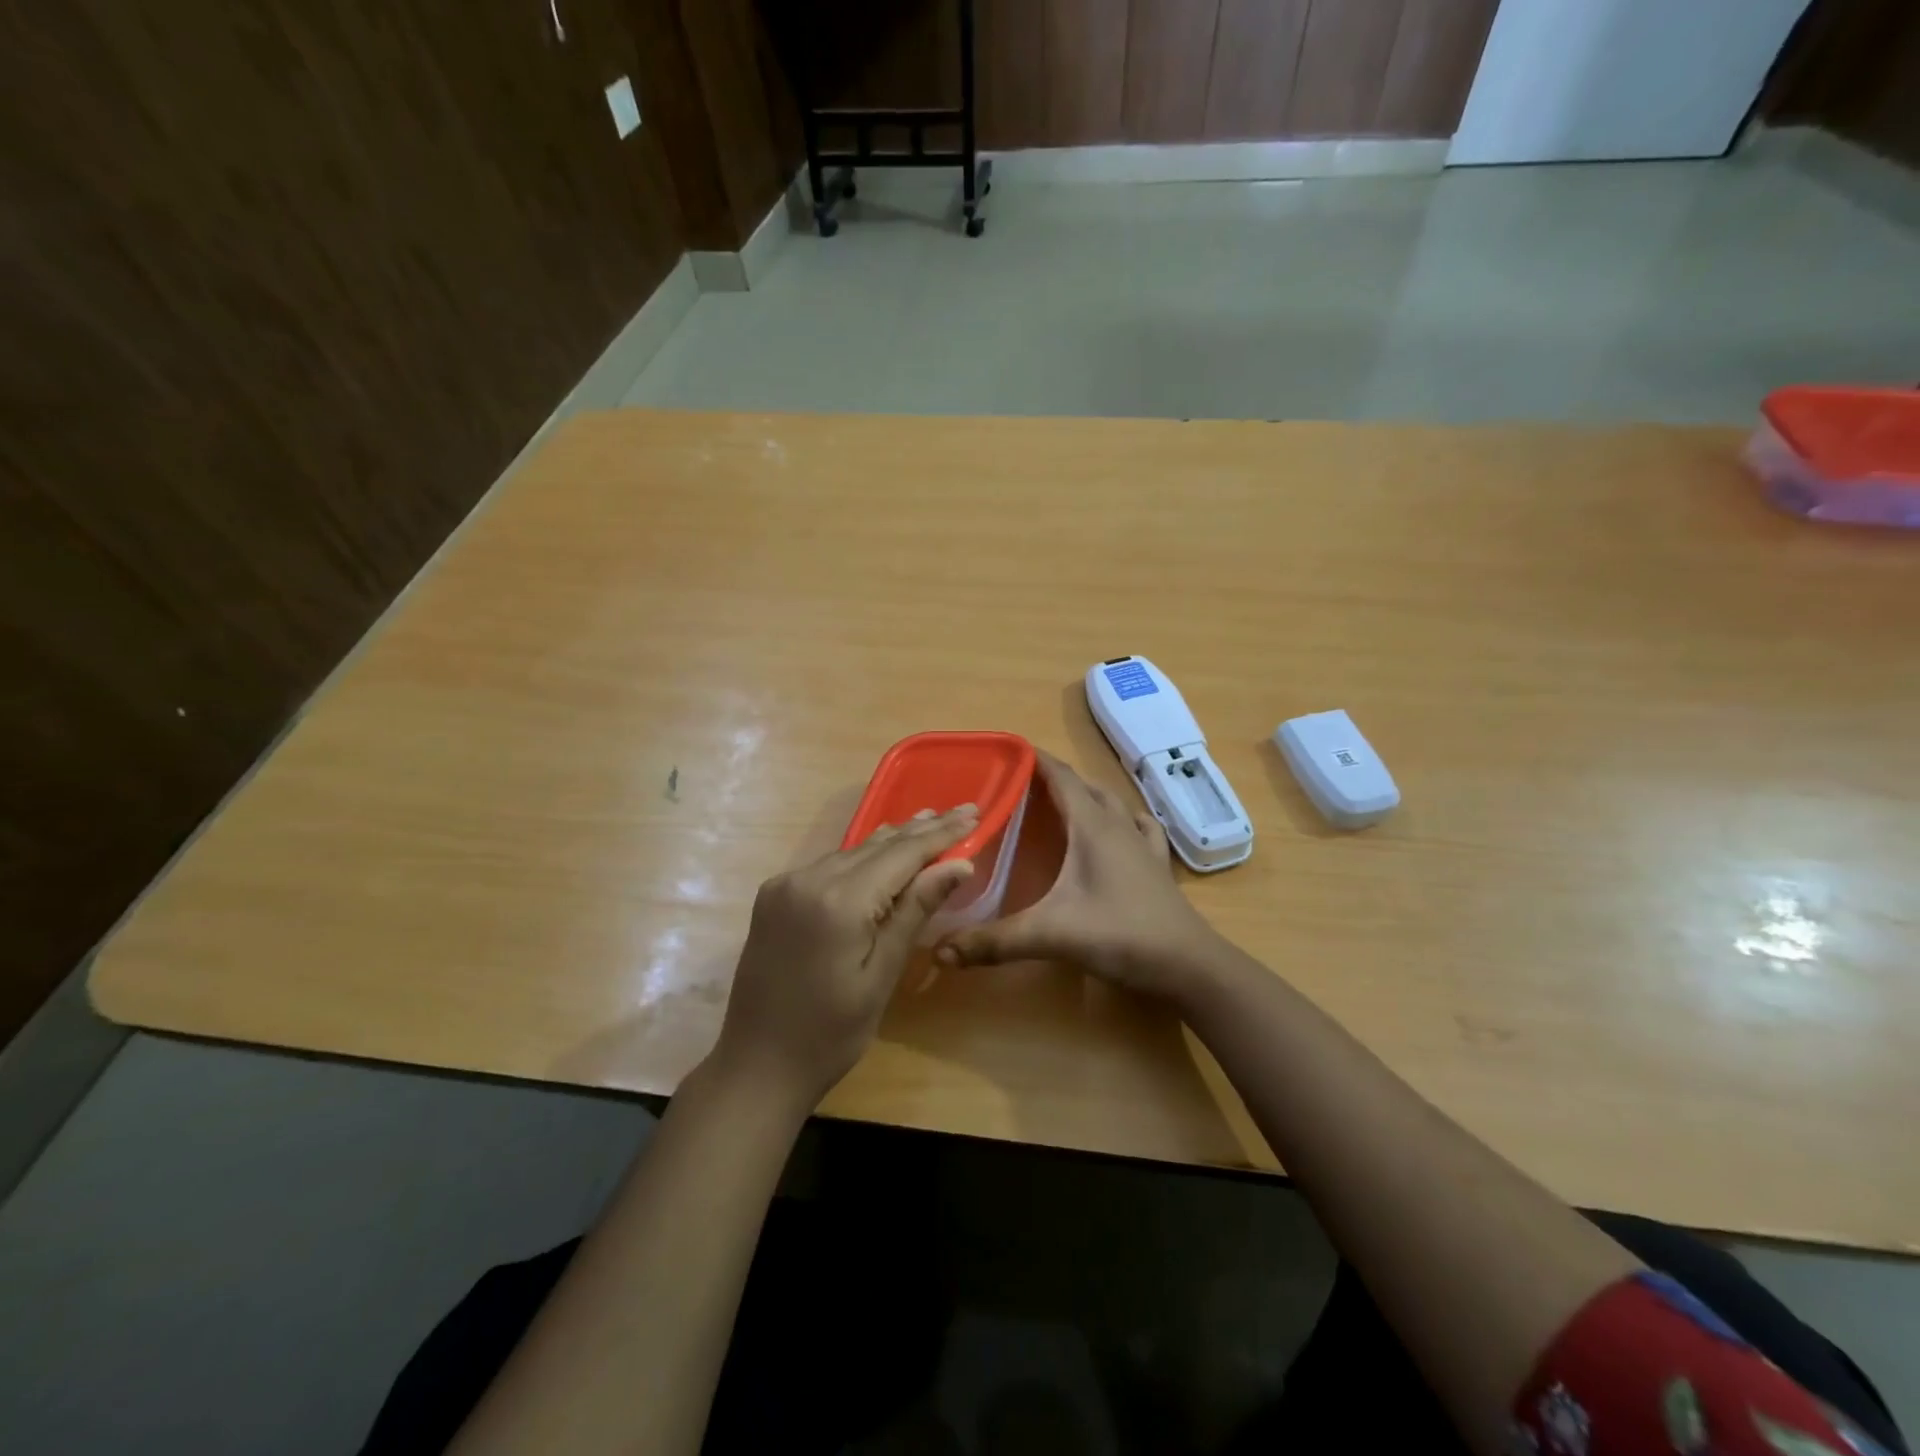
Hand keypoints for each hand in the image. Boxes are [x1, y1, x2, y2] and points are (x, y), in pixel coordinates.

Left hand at [712, 804, 978, 1107]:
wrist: (757, 1066)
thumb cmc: (831, 1033)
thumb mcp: (881, 974)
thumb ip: (915, 911)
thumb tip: (959, 864)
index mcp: (839, 901)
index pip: (902, 854)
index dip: (940, 835)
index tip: (973, 814)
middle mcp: (808, 879)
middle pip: (876, 846)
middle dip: (921, 830)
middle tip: (961, 810)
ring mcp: (786, 885)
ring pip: (851, 852)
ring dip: (891, 841)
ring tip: (928, 821)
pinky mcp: (774, 896)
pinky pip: (828, 866)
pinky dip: (860, 858)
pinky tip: (882, 852)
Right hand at [933, 752, 1220, 997]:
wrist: (1189, 965)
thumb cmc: (1121, 935)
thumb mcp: (1051, 936)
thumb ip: (994, 941)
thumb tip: (941, 951)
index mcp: (1093, 826)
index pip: (1061, 777)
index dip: (1034, 760)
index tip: (1005, 752)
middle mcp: (1118, 825)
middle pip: (1084, 786)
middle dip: (1052, 779)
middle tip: (1018, 787)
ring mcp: (1143, 845)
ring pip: (1111, 804)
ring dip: (1085, 796)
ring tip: (1059, 804)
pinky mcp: (1157, 866)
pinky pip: (1138, 827)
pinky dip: (1121, 819)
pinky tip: (1118, 829)